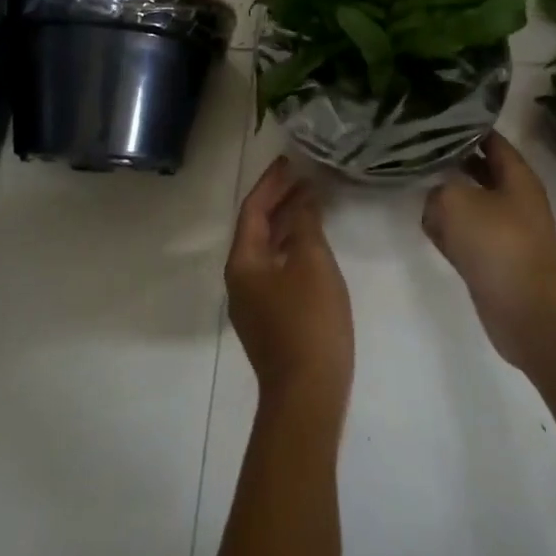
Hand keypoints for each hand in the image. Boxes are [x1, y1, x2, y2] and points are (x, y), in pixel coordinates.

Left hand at [227, 157, 353, 414]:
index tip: (290, 161)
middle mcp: (240, 278)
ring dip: (288, 223)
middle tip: (306, 177)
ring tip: (314, 202)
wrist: (306, 395)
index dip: (272, 182)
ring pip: (268, 249)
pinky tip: (313, 244)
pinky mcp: (269, 318)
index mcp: (243, 262)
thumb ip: (307, 225)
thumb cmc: (309, 321)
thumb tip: (304, 199)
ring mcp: (253, 301)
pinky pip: (276, 268)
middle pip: (257, 228)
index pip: (253, 209)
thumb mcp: (313, 263)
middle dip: (280, 200)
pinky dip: (292, 248)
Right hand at [422, 132, 555, 368]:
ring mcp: (506, 232)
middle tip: (418, 150)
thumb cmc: (498, 244)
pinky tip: (429, 229)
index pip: (490, 140)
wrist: (529, 312)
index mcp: (516, 176)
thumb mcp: (456, 201)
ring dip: (448, 199)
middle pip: (481, 171)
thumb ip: (438, 190)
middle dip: (453, 162)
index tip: (436, 119)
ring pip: (471, 205)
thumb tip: (436, 199)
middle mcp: (514, 199)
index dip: (466, 127)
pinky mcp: (495, 262)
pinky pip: (467, 237)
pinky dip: (450, 233)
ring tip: (416, 185)